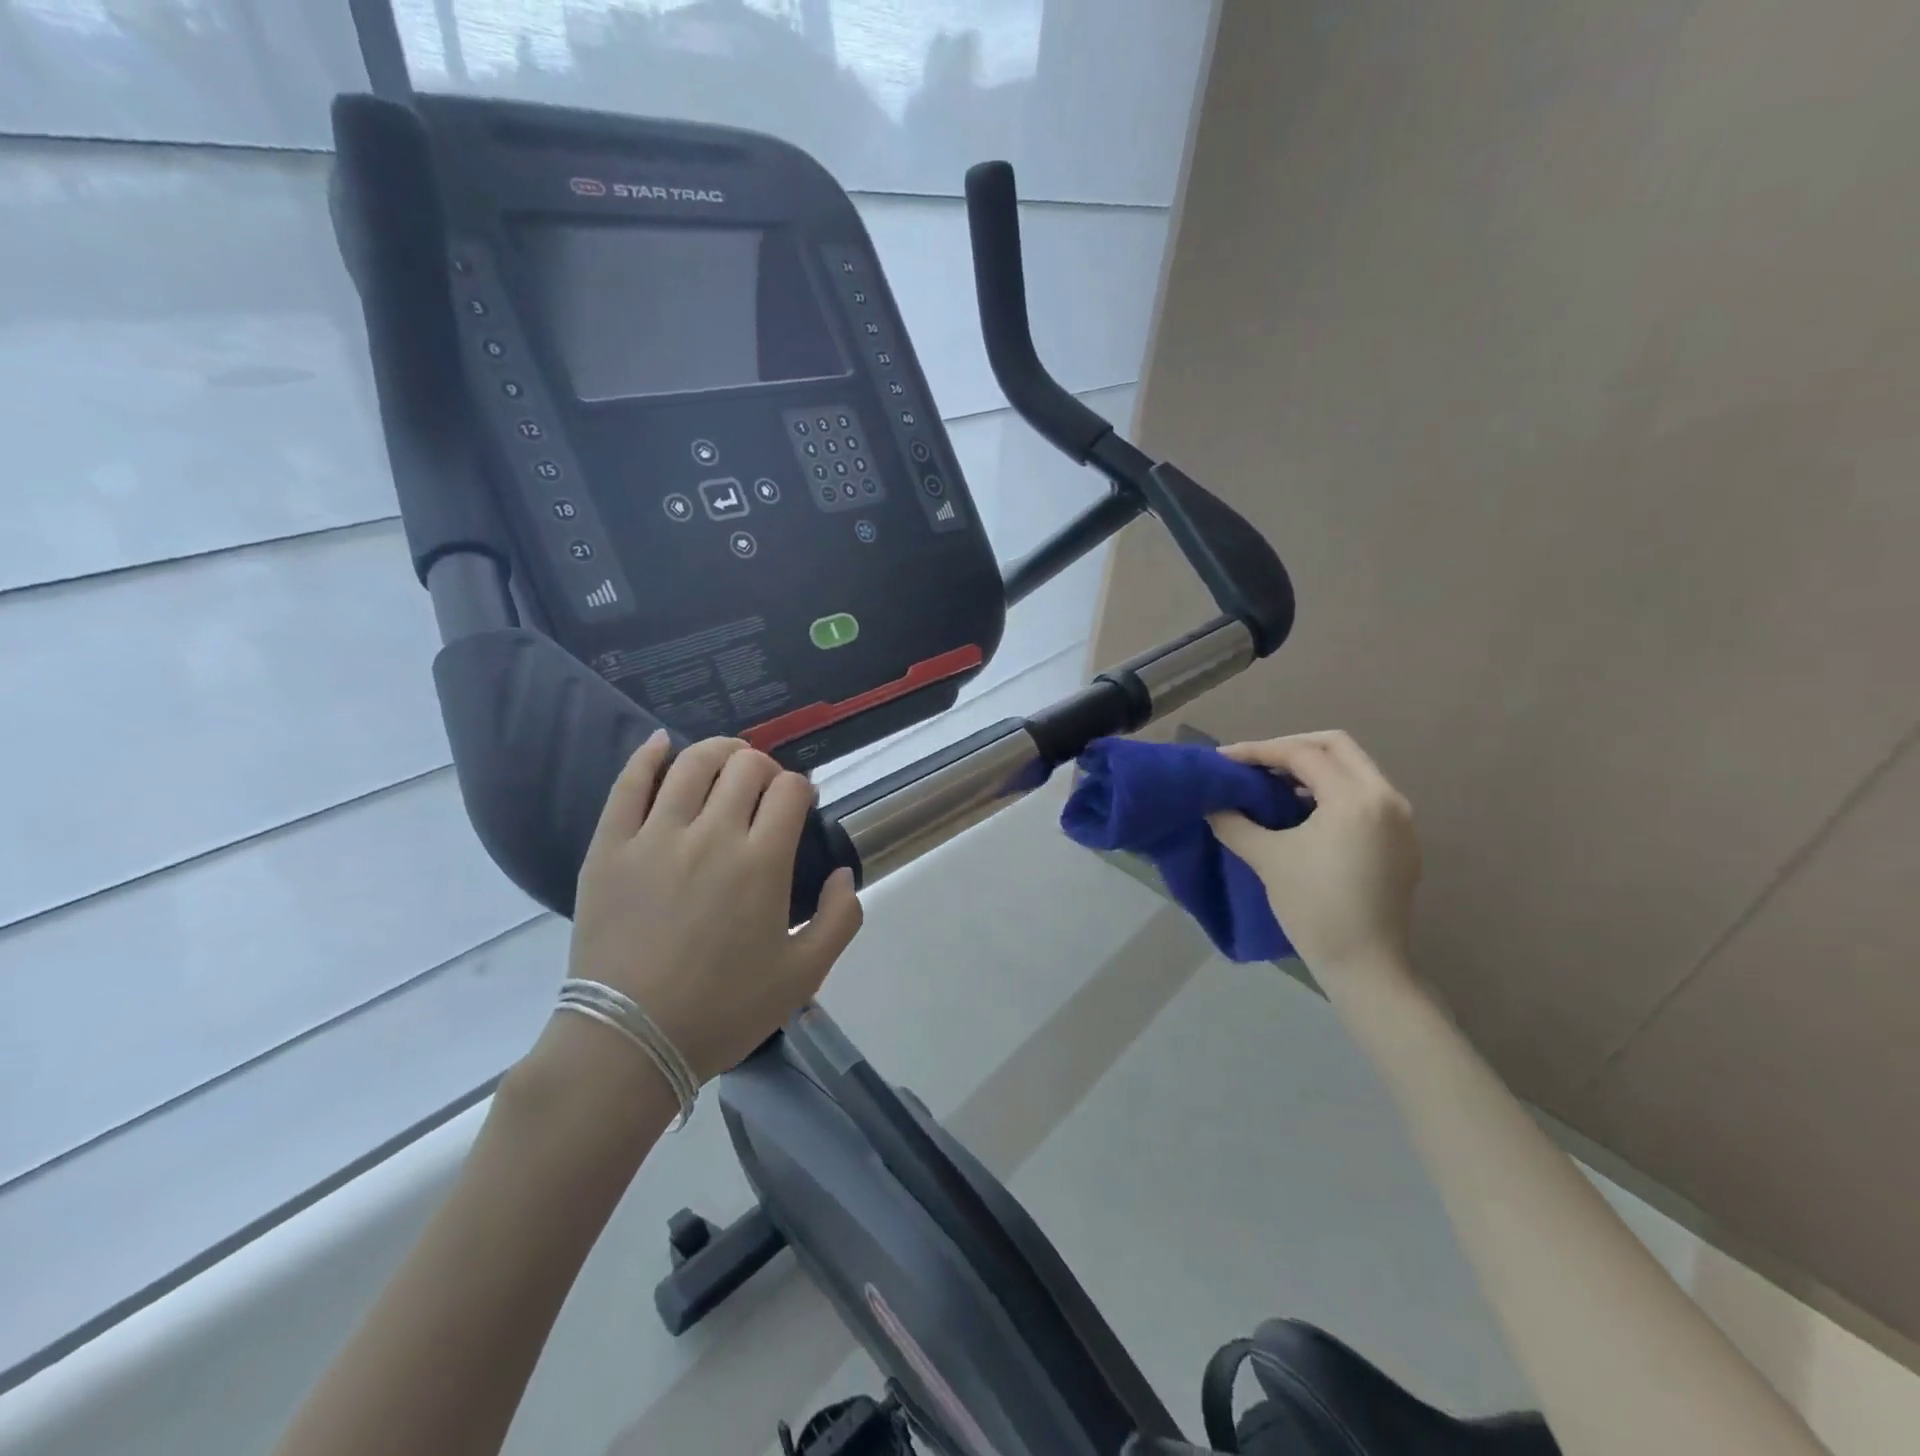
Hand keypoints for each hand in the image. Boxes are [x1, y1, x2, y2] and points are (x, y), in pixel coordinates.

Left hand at [564, 732, 863, 1083]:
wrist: (629, 1042)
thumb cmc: (723, 1010)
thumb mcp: (804, 975)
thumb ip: (839, 919)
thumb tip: (841, 873)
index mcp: (762, 863)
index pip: (789, 790)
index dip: (801, 787)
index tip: (800, 803)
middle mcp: (712, 835)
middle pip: (745, 766)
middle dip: (765, 767)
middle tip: (764, 789)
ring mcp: (656, 836)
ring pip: (692, 764)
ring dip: (718, 750)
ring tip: (726, 760)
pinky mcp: (610, 846)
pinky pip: (629, 784)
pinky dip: (649, 755)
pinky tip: (662, 743)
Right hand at [1209, 731, 1420, 979]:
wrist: (1364, 965)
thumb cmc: (1313, 908)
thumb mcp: (1267, 858)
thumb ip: (1234, 822)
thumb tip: (1212, 803)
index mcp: (1355, 798)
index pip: (1302, 754)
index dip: (1258, 751)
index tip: (1224, 759)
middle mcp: (1387, 798)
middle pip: (1336, 746)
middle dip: (1290, 747)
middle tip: (1254, 763)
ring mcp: (1401, 819)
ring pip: (1354, 769)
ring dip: (1312, 768)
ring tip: (1272, 784)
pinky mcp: (1402, 840)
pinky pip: (1364, 795)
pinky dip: (1331, 791)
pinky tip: (1303, 810)